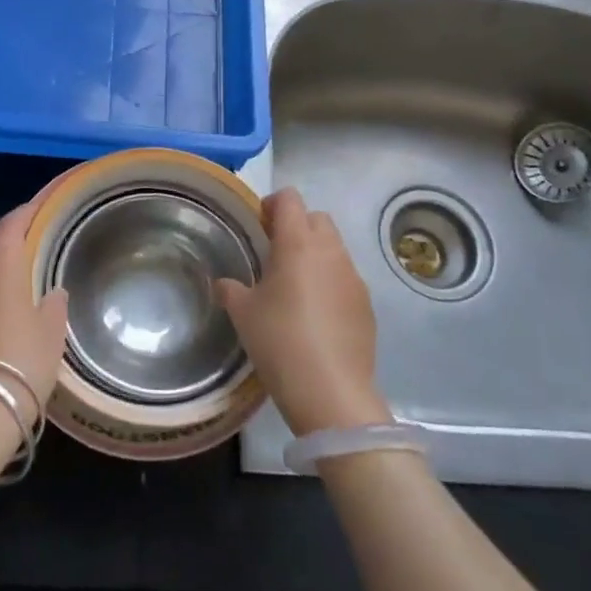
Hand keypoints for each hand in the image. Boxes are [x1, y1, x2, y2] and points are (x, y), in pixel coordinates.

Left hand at [0, 196, 69, 452]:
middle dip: (16, 252)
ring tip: (28, 296)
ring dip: (3, 283)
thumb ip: (54, 306)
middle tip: (42, 258)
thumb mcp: (51, 334)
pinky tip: (9, 326)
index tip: (41, 205)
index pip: (9, 227)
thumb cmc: (21, 364)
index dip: (25, 212)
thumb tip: (52, 292)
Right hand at [216, 188, 391, 436]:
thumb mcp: (243, 313)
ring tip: (295, 287)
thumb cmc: (279, 341)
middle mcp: (330, 251)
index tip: (259, 227)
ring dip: (315, 255)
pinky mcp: (366, 304)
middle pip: (317, 218)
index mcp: (298, 243)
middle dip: (297, 226)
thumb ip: (231, 290)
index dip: (272, 205)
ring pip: (334, 248)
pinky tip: (316, 315)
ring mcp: (353, 277)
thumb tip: (224, 284)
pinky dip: (330, 282)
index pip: (290, 199)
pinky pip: (346, 278)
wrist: (330, 390)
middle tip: (275, 254)